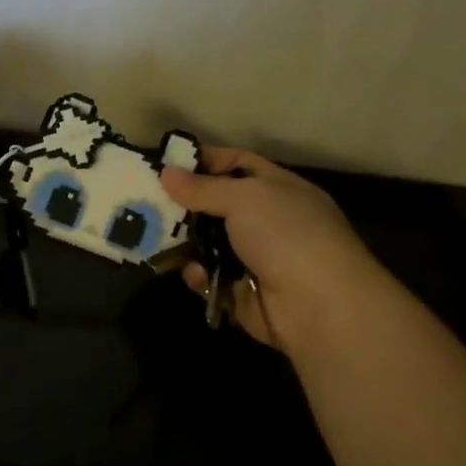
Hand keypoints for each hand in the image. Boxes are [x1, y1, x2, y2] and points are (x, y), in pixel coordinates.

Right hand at [160, 147, 386, 352]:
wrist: (317, 303)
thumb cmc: (285, 235)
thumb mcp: (244, 198)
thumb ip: (202, 187)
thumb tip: (166, 173)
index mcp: (278, 188)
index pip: (238, 163)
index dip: (206, 161)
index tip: (169, 165)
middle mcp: (267, 220)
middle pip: (217, 205)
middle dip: (185, 205)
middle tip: (148, 204)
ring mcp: (256, 258)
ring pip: (208, 244)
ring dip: (185, 243)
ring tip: (155, 240)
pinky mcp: (243, 292)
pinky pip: (210, 278)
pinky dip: (199, 275)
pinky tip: (194, 274)